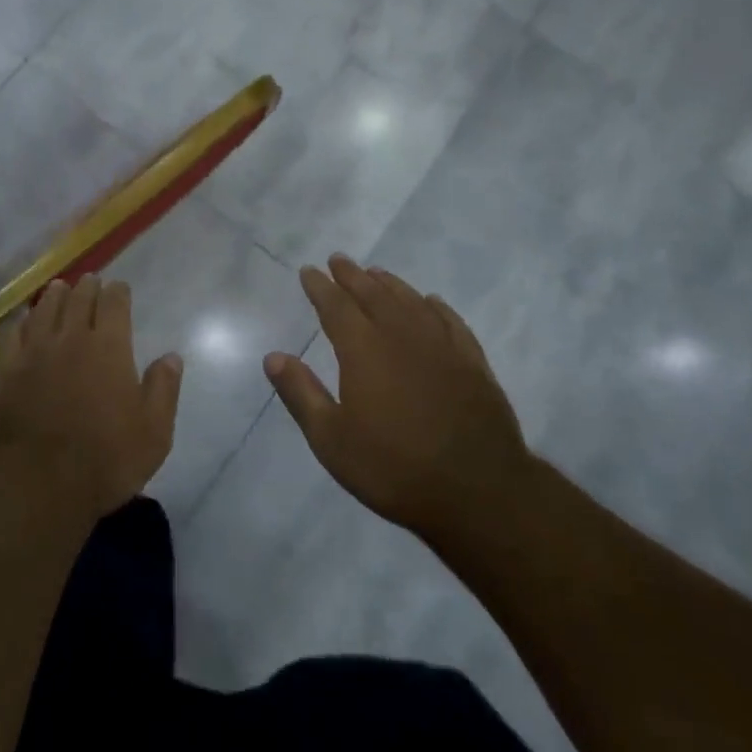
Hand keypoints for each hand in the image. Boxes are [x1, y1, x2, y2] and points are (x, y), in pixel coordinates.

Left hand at [0, 277, 182, 524]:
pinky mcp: (4, 373)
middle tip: (90, 281)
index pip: (114, 304)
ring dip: (53, 296)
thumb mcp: (153, 432)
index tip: (119, 287)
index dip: (118, 292)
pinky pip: (12, 336)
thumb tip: (172, 356)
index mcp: (108, 347)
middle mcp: (69, 339)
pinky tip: (22, 323)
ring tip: (58, 289)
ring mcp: (31, 354)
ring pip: (42, 311)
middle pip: (77, 300)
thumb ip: (163, 389)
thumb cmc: (105, 460)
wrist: (36, 485)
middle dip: (86, 287)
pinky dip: (21, 323)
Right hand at [264, 255, 534, 542]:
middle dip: (352, 276)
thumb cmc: (393, 468)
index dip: (320, 287)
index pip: (336, 307)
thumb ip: (301, 393)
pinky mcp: (473, 364)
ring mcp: (442, 348)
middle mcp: (402, 336)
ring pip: (411, 302)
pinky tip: (431, 302)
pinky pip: (451, 322)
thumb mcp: (331, 439)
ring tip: (376, 273)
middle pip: (373, 295)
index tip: (309, 271)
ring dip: (391, 285)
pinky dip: (436, 307)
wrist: (478, 492)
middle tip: (339, 260)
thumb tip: (274, 357)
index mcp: (364, 350)